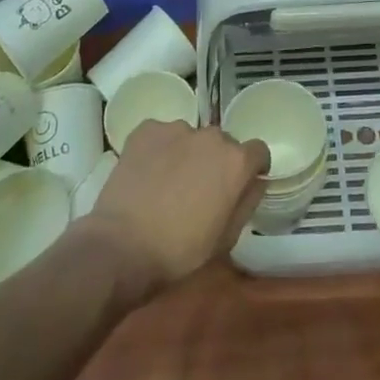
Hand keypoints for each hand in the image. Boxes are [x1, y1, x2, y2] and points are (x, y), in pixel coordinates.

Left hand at [86, 120, 268, 293]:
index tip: (240, 185)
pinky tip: (147, 174)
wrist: (121, 246)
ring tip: (167, 182)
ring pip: (190, 138)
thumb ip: (247, 202)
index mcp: (236, 161)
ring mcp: (176, 129)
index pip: (258, 151)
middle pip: (222, 143)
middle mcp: (211, 136)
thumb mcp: (226, 238)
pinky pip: (161, 135)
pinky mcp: (146, 129)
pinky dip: (159, 149)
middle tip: (199, 189)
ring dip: (187, 154)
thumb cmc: (180, 251)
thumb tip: (257, 181)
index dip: (252, 168)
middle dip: (216, 161)